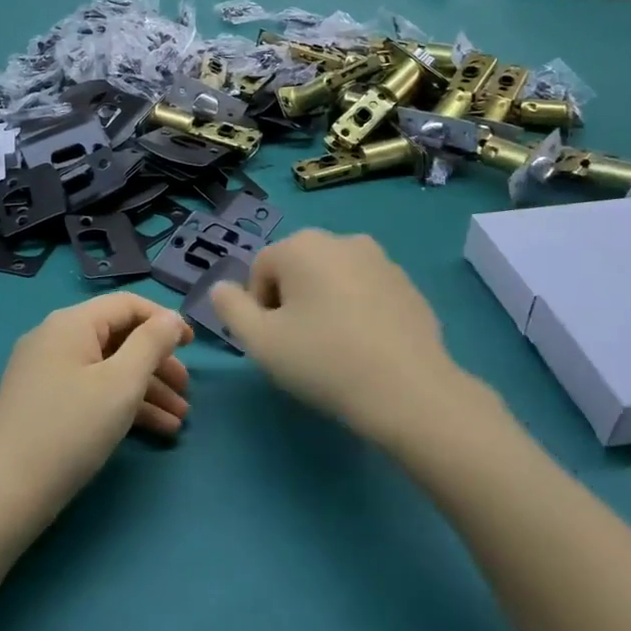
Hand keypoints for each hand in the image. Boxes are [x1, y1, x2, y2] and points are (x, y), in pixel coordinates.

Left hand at [0, 295, 191, 525]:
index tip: (193, 346)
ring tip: (179, 420)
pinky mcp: (42, 403)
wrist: (3, 495)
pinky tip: (154, 431)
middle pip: (118, 338)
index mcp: (71, 323)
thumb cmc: (70, 430)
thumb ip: (152, 344)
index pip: (127, 305)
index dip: (164, 320)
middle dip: (157, 363)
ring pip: (107, 369)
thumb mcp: (121, 384)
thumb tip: (171, 318)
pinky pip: (91, 390)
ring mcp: (45, 372)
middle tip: (187, 392)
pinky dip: (121, 405)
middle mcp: (55, 338)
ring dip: (146, 390)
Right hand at [210, 230, 466, 443]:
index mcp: (302, 245)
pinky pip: (366, 292)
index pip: (261, 270)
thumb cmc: (324, 361)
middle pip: (297, 270)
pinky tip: (366, 349)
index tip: (275, 343)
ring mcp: (380, 260)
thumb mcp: (260, 341)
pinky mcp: (408, 284)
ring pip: (333, 279)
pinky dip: (357, 312)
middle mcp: (341, 239)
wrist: (409, 391)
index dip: (259, 309)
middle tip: (301, 347)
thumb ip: (230, 308)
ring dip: (324, 305)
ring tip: (335, 350)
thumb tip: (221, 288)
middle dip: (291, 303)